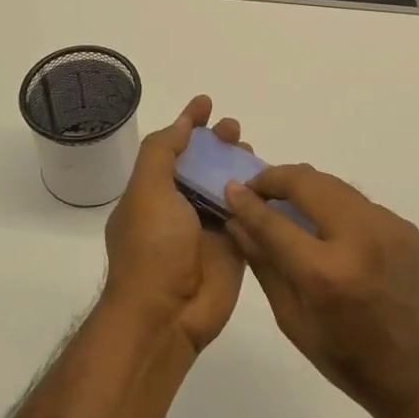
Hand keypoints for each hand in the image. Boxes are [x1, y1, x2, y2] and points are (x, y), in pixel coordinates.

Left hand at [101, 96, 247, 356]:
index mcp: (153, 192)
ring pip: (227, 186)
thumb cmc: (152, 248)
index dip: (188, 124)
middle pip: (203, 165)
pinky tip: (271, 179)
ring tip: (250, 150)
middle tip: (234, 130)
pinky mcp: (234, 247)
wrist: (166, 315)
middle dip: (217, 143)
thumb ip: (163, 152)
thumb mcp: (147, 190)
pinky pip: (248, 214)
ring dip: (238, 165)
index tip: (206, 102)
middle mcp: (179, 207)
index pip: (172, 148)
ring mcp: (207, 228)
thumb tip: (182, 121)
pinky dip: (257, 195)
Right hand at [225, 166, 418, 417]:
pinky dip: (334, 205)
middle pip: (307, 181)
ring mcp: (388, 227)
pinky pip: (358, 203)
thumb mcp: (294, 320)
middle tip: (257, 189)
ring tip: (287, 203)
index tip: (230, 188)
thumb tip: (237, 222)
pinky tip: (327, 228)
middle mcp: (360, 238)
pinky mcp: (406, 227)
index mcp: (326, 273)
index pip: (274, 220)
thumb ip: (265, 264)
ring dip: (305, 187)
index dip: (247, 200)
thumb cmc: (350, 361)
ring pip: (334, 184)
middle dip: (276, 178)